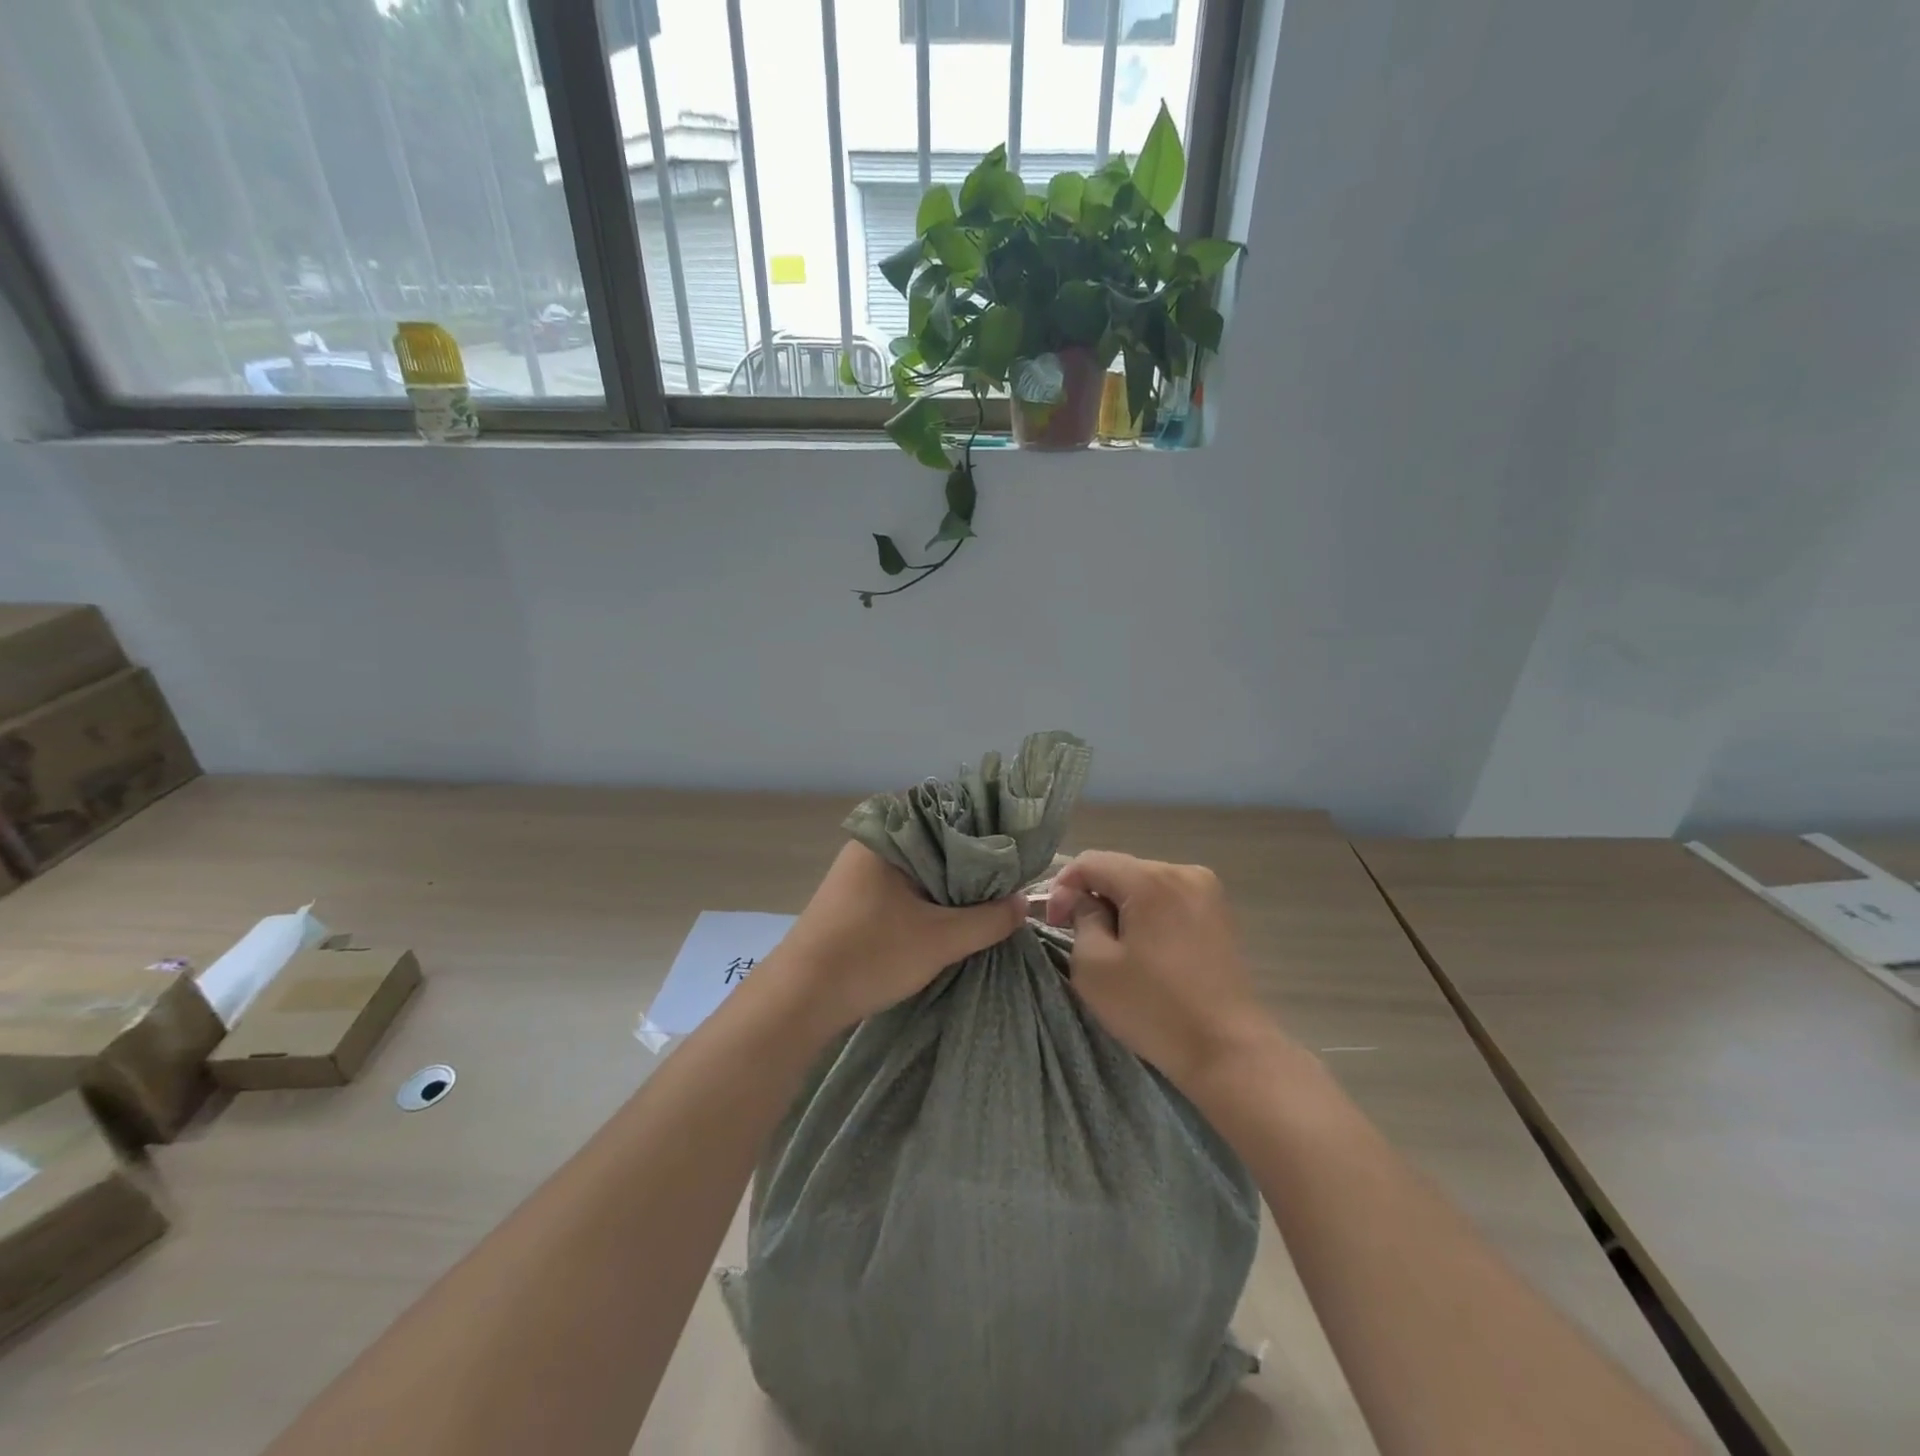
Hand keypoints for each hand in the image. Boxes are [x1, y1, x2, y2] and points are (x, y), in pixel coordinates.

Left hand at [772, 842, 1028, 1032]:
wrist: (798, 999)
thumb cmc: (869, 956)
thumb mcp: (940, 940)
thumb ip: (988, 919)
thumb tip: (1022, 903)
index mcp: (887, 835)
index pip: (948, 812)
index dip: (985, 829)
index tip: (1015, 849)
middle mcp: (872, 843)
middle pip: (935, 841)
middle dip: (970, 861)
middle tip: (1008, 879)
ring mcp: (860, 872)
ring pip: (919, 867)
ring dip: (949, 883)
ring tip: (986, 899)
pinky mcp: (855, 898)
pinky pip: (902, 886)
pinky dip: (927, 897)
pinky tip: (949, 916)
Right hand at [1044, 851, 1286, 1092]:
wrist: (1227, 1049)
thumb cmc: (1154, 1008)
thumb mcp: (1094, 965)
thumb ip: (1081, 919)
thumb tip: (1084, 900)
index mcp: (1151, 880)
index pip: (1091, 862)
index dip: (1063, 887)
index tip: (1055, 924)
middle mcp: (1183, 872)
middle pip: (1120, 869)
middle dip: (1093, 896)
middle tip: (1077, 935)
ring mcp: (1207, 891)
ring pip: (1144, 884)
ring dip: (1121, 906)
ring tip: (1112, 945)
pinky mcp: (1220, 914)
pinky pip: (1169, 899)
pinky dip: (1148, 914)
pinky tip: (1145, 949)